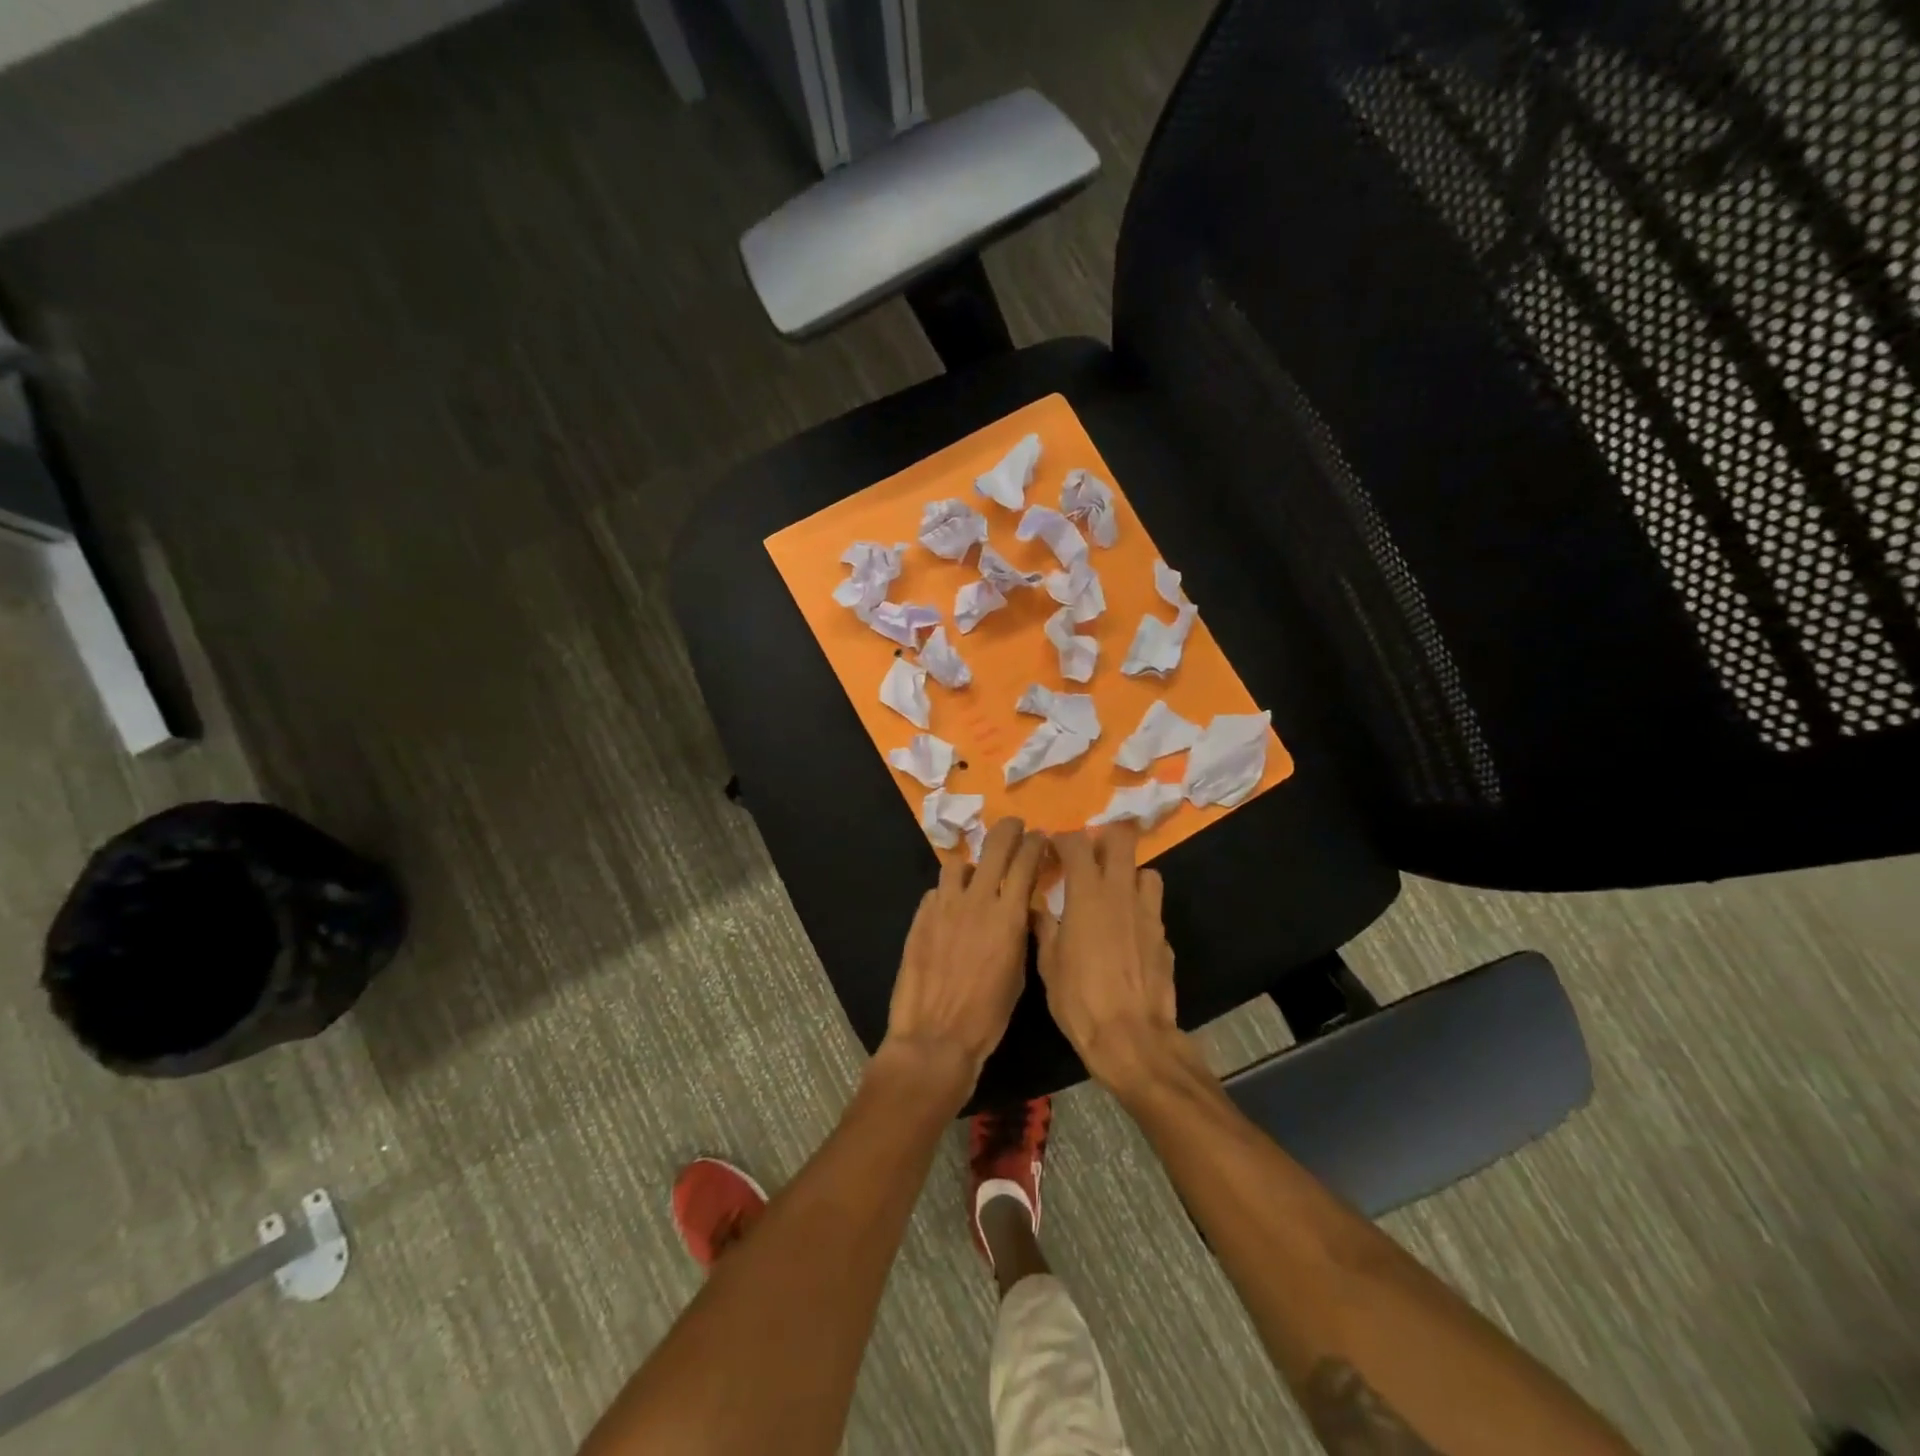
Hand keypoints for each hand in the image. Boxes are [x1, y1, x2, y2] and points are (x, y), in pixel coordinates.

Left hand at [882, 818, 1046, 1094]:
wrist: (935, 1037)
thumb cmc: (987, 1017)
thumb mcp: (1019, 975)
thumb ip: (1019, 934)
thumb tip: (1021, 912)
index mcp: (1008, 916)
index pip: (1026, 862)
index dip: (1036, 843)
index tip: (1041, 836)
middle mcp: (976, 901)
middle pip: (994, 846)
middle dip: (1008, 830)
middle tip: (1014, 826)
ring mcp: (944, 906)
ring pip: (958, 863)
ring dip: (972, 864)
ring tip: (975, 876)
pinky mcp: (920, 917)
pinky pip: (937, 891)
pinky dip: (948, 894)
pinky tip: (950, 910)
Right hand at [1032, 823, 1183, 1094]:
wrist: (1131, 1037)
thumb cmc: (1079, 998)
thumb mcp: (1049, 964)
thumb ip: (1044, 928)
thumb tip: (1036, 909)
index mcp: (1087, 893)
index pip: (1076, 843)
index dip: (1062, 840)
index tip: (1051, 850)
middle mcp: (1121, 892)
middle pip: (1122, 839)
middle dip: (1104, 838)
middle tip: (1089, 856)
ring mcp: (1148, 912)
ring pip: (1145, 870)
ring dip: (1128, 873)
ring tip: (1113, 891)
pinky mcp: (1163, 935)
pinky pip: (1152, 906)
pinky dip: (1139, 907)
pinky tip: (1127, 930)